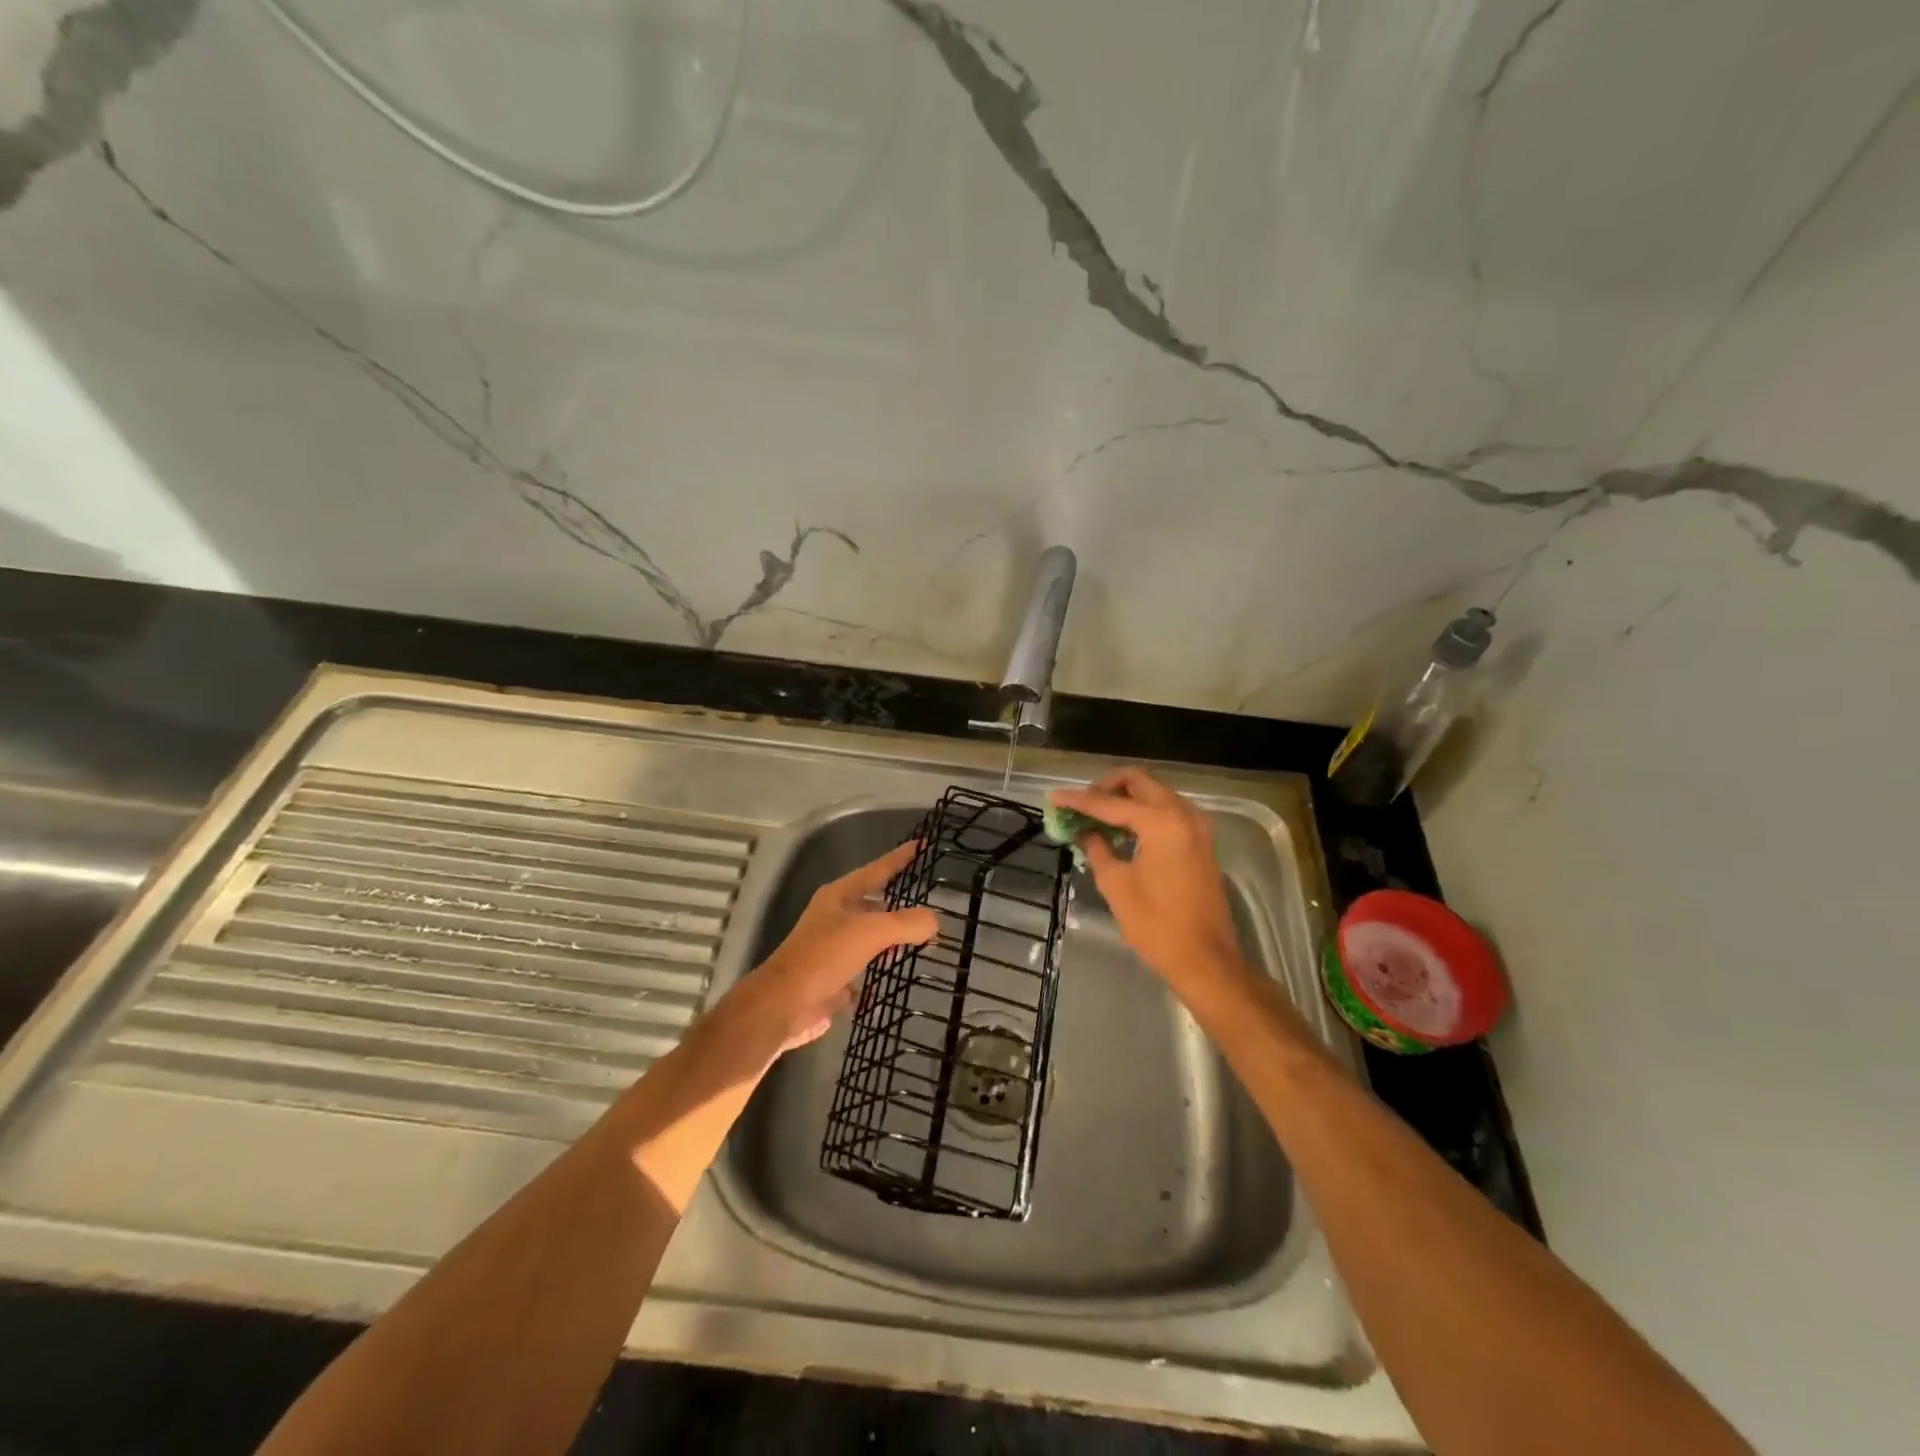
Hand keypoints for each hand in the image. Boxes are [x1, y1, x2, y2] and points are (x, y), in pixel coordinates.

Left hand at [725, 840, 938, 1054]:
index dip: (900, 857)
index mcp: (840, 896)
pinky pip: (865, 970)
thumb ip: (906, 923)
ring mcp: (834, 949)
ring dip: (894, 941)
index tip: (922, 845)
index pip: (878, 869)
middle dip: (902, 906)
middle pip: (875, 905)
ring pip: (872, 938)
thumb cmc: (824, 957)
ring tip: (924, 943)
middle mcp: (836, 918)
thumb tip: (934, 922)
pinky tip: (899, 978)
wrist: (783, 1006)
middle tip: (931, 907)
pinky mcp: (834, 978)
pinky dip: (881, 973)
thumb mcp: (870, 932)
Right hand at [1050, 768, 1244, 990]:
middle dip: (1106, 787)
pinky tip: (1122, 830)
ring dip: (1126, 798)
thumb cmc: (1156, 924)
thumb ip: (1097, 848)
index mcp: (1161, 822)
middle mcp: (1183, 814)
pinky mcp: (1201, 842)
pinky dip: (1144, 812)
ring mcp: (1197, 827)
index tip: (1054, 798)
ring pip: (1156, 793)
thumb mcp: (1116, 885)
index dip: (1079, 800)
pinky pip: (1168, 811)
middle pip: (1139, 782)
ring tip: (1097, 817)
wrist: (1205, 959)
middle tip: (1081, 804)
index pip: (1110, 802)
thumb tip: (1084, 831)